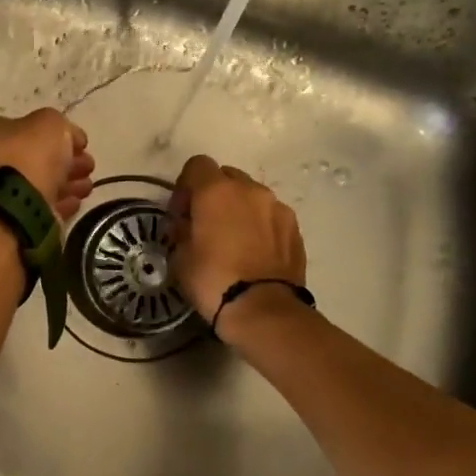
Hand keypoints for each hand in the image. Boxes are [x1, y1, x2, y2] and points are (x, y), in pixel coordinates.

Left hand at [0, 108, 95, 220]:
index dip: (59, 134)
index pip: (29, 128)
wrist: (14, 205)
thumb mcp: (50, 123)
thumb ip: (61, 126)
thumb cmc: (28, 155)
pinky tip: (76, 202)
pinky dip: (60, 203)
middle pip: (37, 157)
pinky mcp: (14, 217)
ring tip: (87, 187)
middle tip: (89, 166)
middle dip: (67, 161)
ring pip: (41, 183)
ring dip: (67, 183)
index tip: (82, 145)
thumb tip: (71, 138)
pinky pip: (41, 206)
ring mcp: (1, 191)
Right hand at [168, 155, 307, 324]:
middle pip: (227, 177)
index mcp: (217, 191)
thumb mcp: (180, 256)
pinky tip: (253, 253)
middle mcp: (250, 190)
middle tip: (205, 225)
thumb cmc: (213, 280)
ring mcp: (277, 207)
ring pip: (251, 196)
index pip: (197, 165)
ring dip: (239, 209)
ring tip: (233, 241)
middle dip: (214, 195)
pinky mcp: (295, 228)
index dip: (185, 186)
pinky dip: (259, 226)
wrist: (263, 310)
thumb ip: (181, 229)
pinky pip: (270, 216)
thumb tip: (186, 224)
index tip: (181, 213)